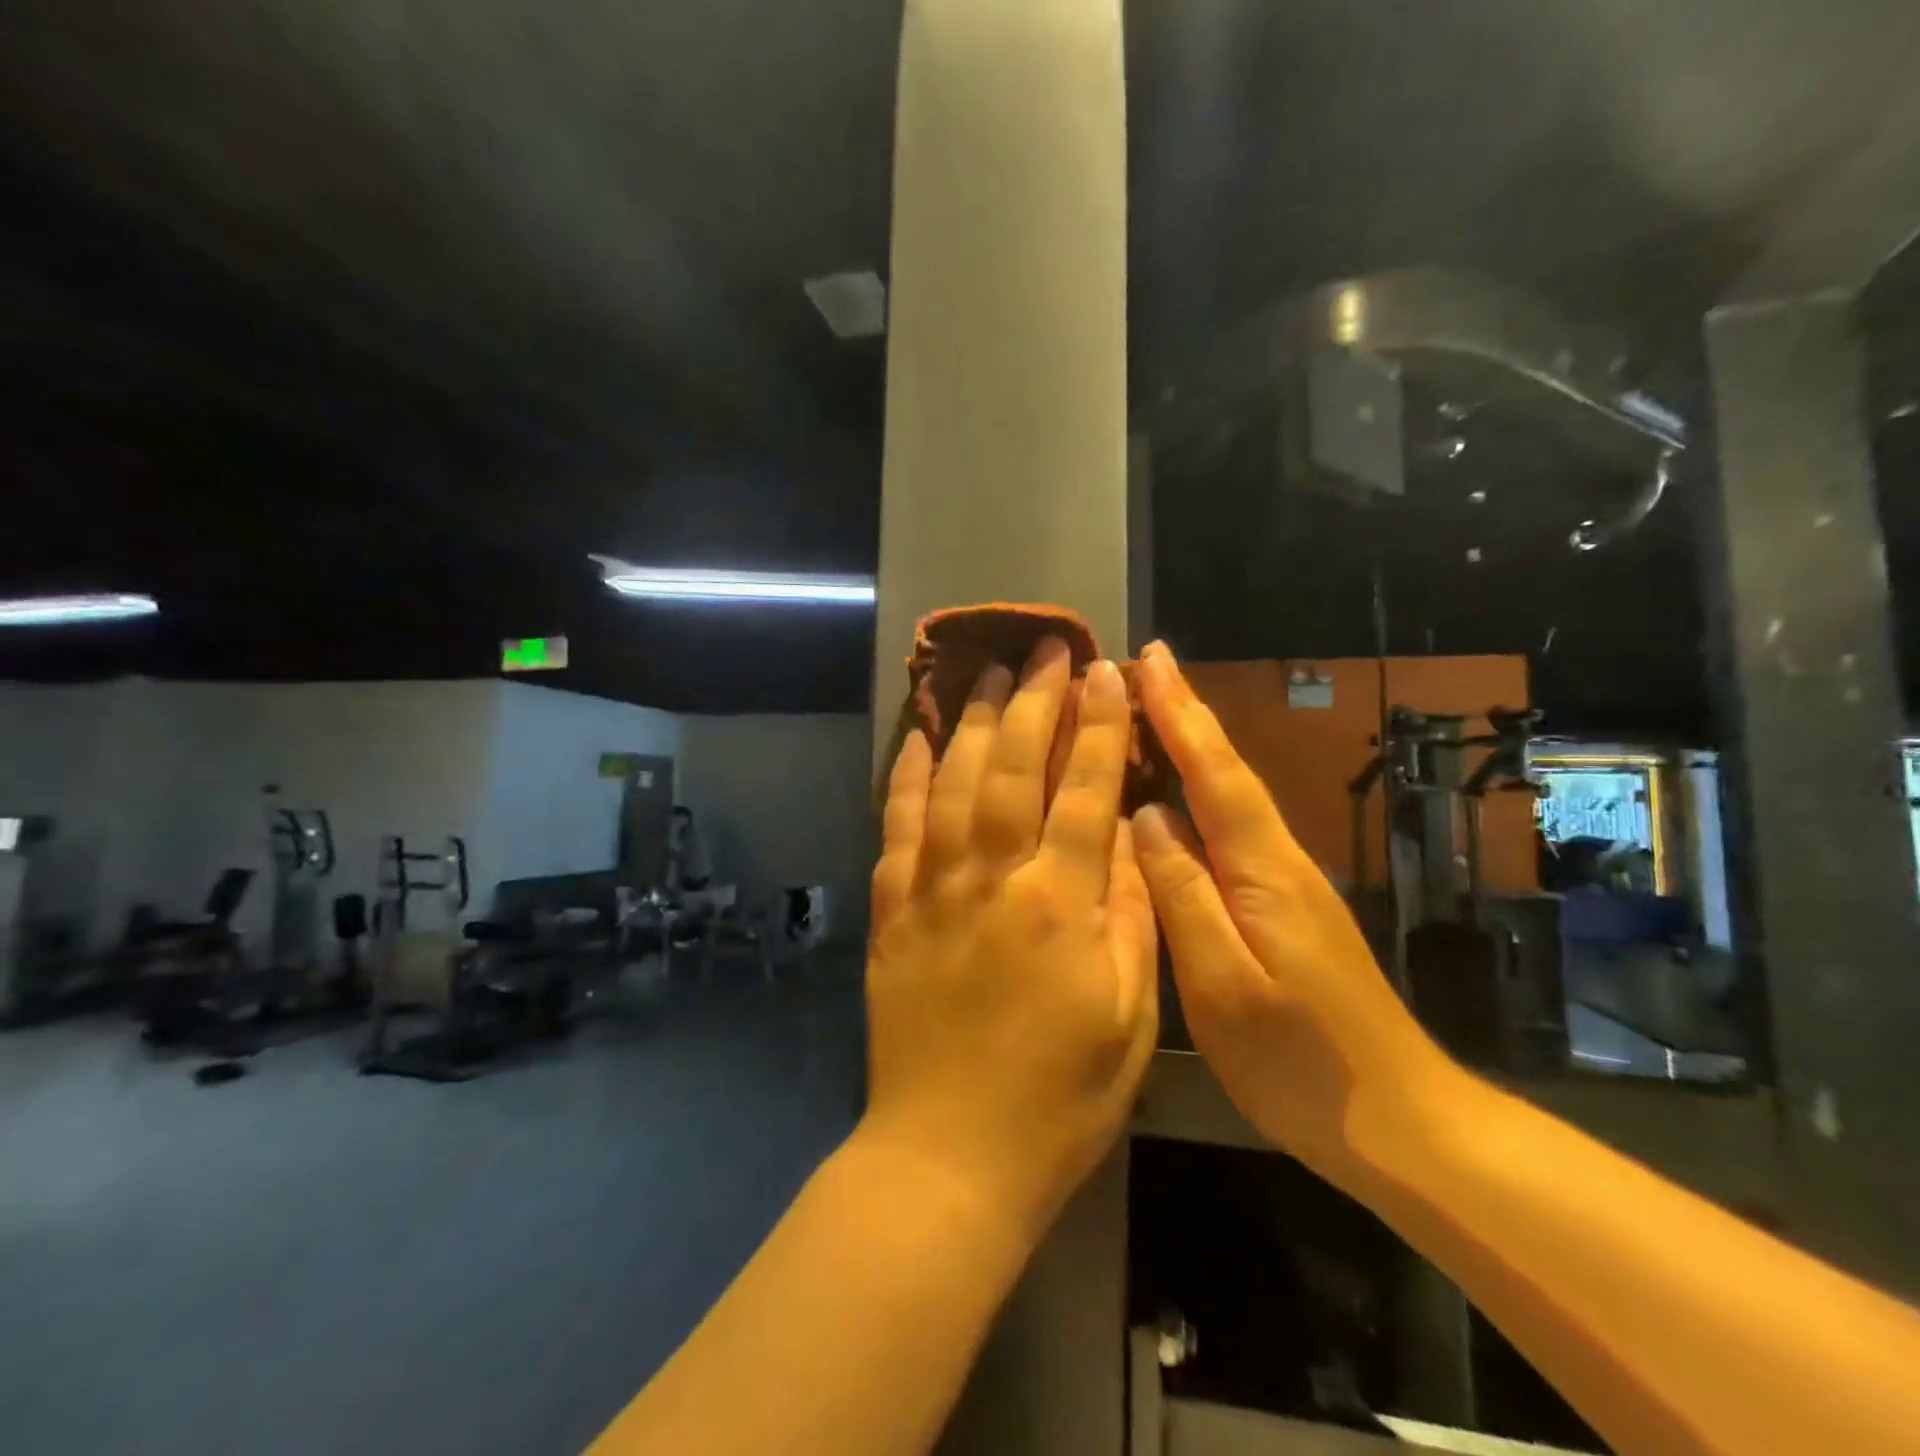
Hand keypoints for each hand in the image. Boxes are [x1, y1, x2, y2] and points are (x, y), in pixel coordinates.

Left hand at [863, 638, 1158, 1247]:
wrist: (949, 1155)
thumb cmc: (1060, 1098)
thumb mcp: (1130, 1017)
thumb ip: (1134, 917)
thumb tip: (1134, 836)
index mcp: (1060, 904)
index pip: (1086, 789)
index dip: (1099, 724)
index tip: (1107, 671)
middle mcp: (993, 878)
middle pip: (1013, 767)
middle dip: (1035, 700)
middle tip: (1045, 647)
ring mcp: (933, 889)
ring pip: (951, 782)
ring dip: (972, 721)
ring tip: (988, 674)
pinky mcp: (892, 911)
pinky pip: (895, 825)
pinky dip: (904, 775)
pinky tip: (915, 737)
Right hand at [1129, 643, 1453, 1190]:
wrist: (1400, 1122)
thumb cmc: (1301, 1063)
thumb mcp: (1223, 986)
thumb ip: (1183, 897)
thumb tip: (1147, 818)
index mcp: (1264, 871)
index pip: (1215, 773)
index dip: (1178, 713)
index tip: (1147, 658)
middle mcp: (1279, 861)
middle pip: (1227, 770)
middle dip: (1184, 713)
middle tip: (1141, 664)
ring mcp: (1287, 883)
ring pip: (1230, 795)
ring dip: (1190, 744)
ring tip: (1145, 711)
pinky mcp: (1284, 907)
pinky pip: (1231, 828)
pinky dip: (1199, 791)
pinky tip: (1175, 795)